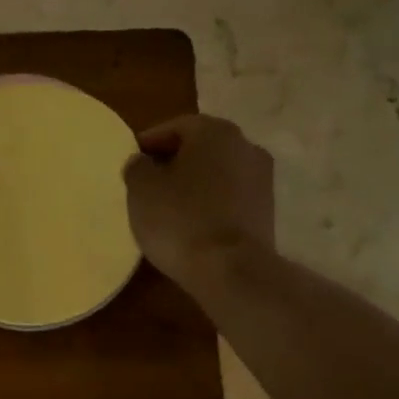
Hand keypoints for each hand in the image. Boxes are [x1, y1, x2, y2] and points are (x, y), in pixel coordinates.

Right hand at [122, 114, 274, 285]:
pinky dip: (209, 205)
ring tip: (167, 209)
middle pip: (199, 149)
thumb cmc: (180, 220)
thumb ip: (137, 167)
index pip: (174, 127)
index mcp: (215, 131)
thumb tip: (143, 162)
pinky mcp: (267, 212)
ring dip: (193, 185)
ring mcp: (262, 180)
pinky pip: (229, 199)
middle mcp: (245, 146)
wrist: (232, 270)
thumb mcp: (141, 190)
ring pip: (216, 174)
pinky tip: (191, 226)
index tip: (131, 164)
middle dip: (173, 163)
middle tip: (147, 185)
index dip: (149, 144)